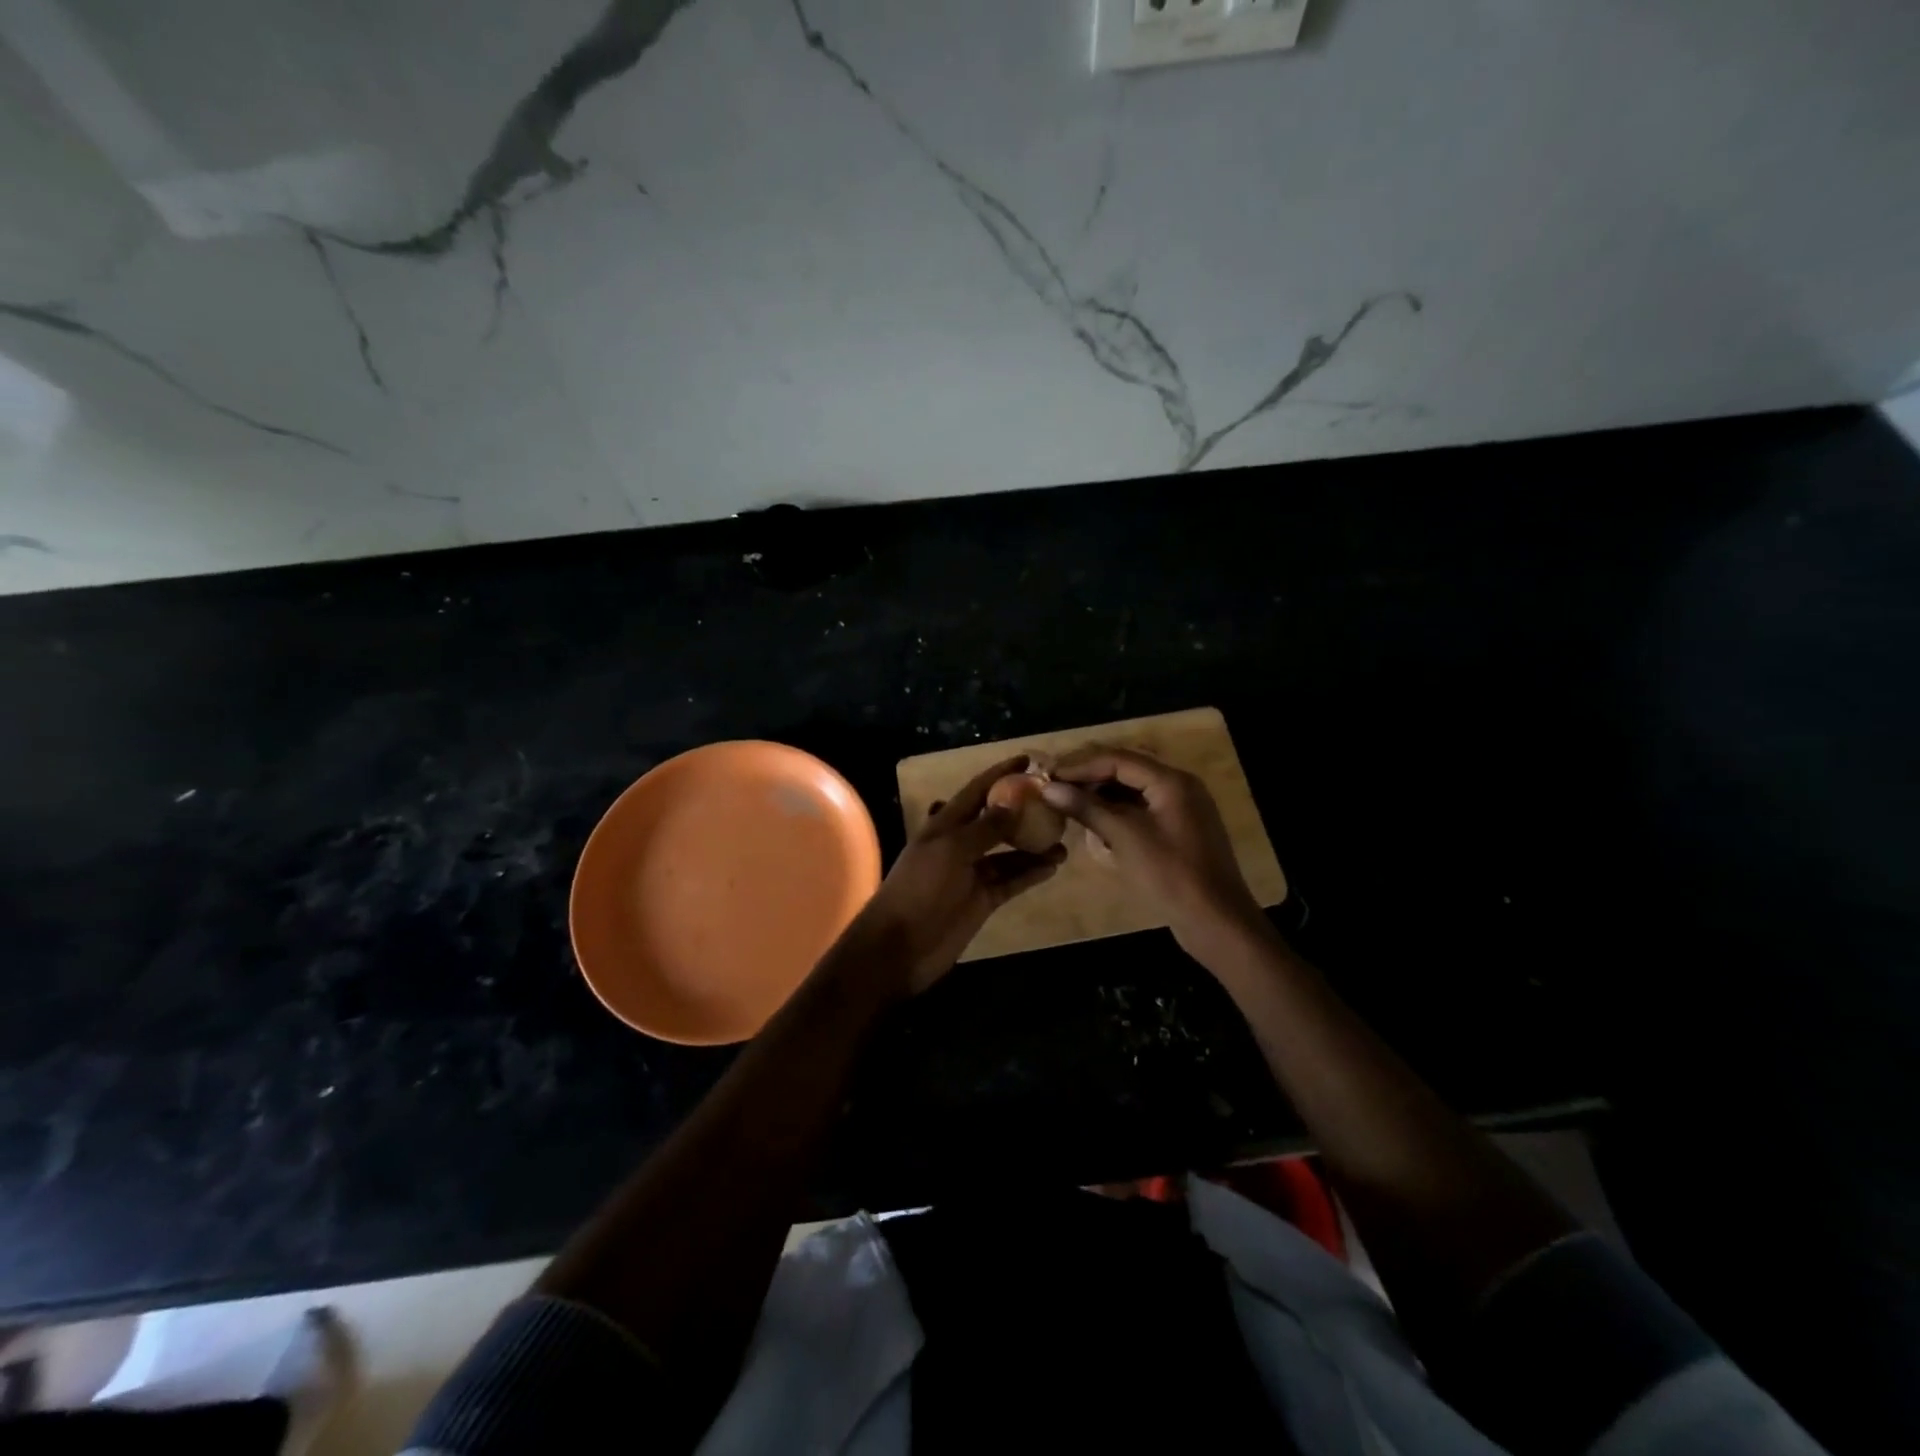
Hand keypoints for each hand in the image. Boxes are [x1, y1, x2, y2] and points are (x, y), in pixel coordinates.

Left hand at [844, 756, 1065, 994]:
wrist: (900, 946)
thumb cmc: (920, 889)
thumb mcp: (951, 850)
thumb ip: (985, 827)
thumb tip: (1014, 802)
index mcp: (944, 825)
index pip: (976, 791)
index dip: (999, 774)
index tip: (1028, 760)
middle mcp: (959, 845)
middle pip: (995, 820)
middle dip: (1022, 810)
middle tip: (1056, 802)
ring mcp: (971, 874)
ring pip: (1007, 853)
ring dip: (1033, 845)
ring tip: (1064, 839)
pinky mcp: (982, 900)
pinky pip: (1011, 880)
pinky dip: (1030, 873)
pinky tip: (1052, 866)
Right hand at [1040, 747, 1268, 964]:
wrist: (1216, 921)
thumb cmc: (1170, 875)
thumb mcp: (1124, 838)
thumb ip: (1087, 808)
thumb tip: (1049, 788)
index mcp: (1171, 781)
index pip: (1117, 759)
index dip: (1080, 765)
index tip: (1047, 775)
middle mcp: (1178, 786)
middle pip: (1126, 769)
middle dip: (1089, 777)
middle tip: (1054, 786)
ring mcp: (1180, 809)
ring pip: (1132, 790)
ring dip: (1101, 795)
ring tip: (1068, 803)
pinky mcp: (1178, 831)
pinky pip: (1141, 810)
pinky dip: (1116, 813)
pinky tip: (1094, 823)